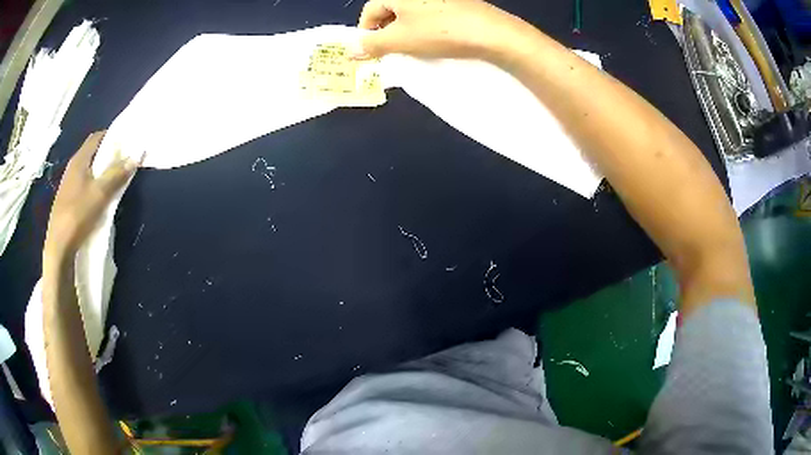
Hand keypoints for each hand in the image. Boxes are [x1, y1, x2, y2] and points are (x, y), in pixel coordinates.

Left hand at [45, 131, 137, 255]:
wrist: (59, 247)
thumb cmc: (78, 215)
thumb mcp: (100, 194)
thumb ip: (116, 174)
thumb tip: (135, 157)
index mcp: (79, 160)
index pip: (97, 137)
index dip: (111, 136)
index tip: (125, 142)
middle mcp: (72, 168)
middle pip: (92, 153)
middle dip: (107, 154)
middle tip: (122, 162)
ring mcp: (68, 185)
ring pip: (87, 170)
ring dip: (100, 171)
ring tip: (112, 180)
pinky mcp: (67, 200)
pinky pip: (82, 184)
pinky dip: (93, 184)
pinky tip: (98, 197)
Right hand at [358, 0, 524, 58]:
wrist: (491, 32)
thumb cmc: (439, 32)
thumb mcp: (400, 40)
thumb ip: (372, 45)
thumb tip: (352, 50)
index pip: (369, 10)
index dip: (366, 32)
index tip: (372, 51)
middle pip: (390, 10)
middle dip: (386, 32)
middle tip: (392, 51)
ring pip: (410, 13)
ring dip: (406, 31)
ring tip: (414, 48)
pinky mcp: (454, 3)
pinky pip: (429, 14)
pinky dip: (424, 27)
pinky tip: (434, 40)